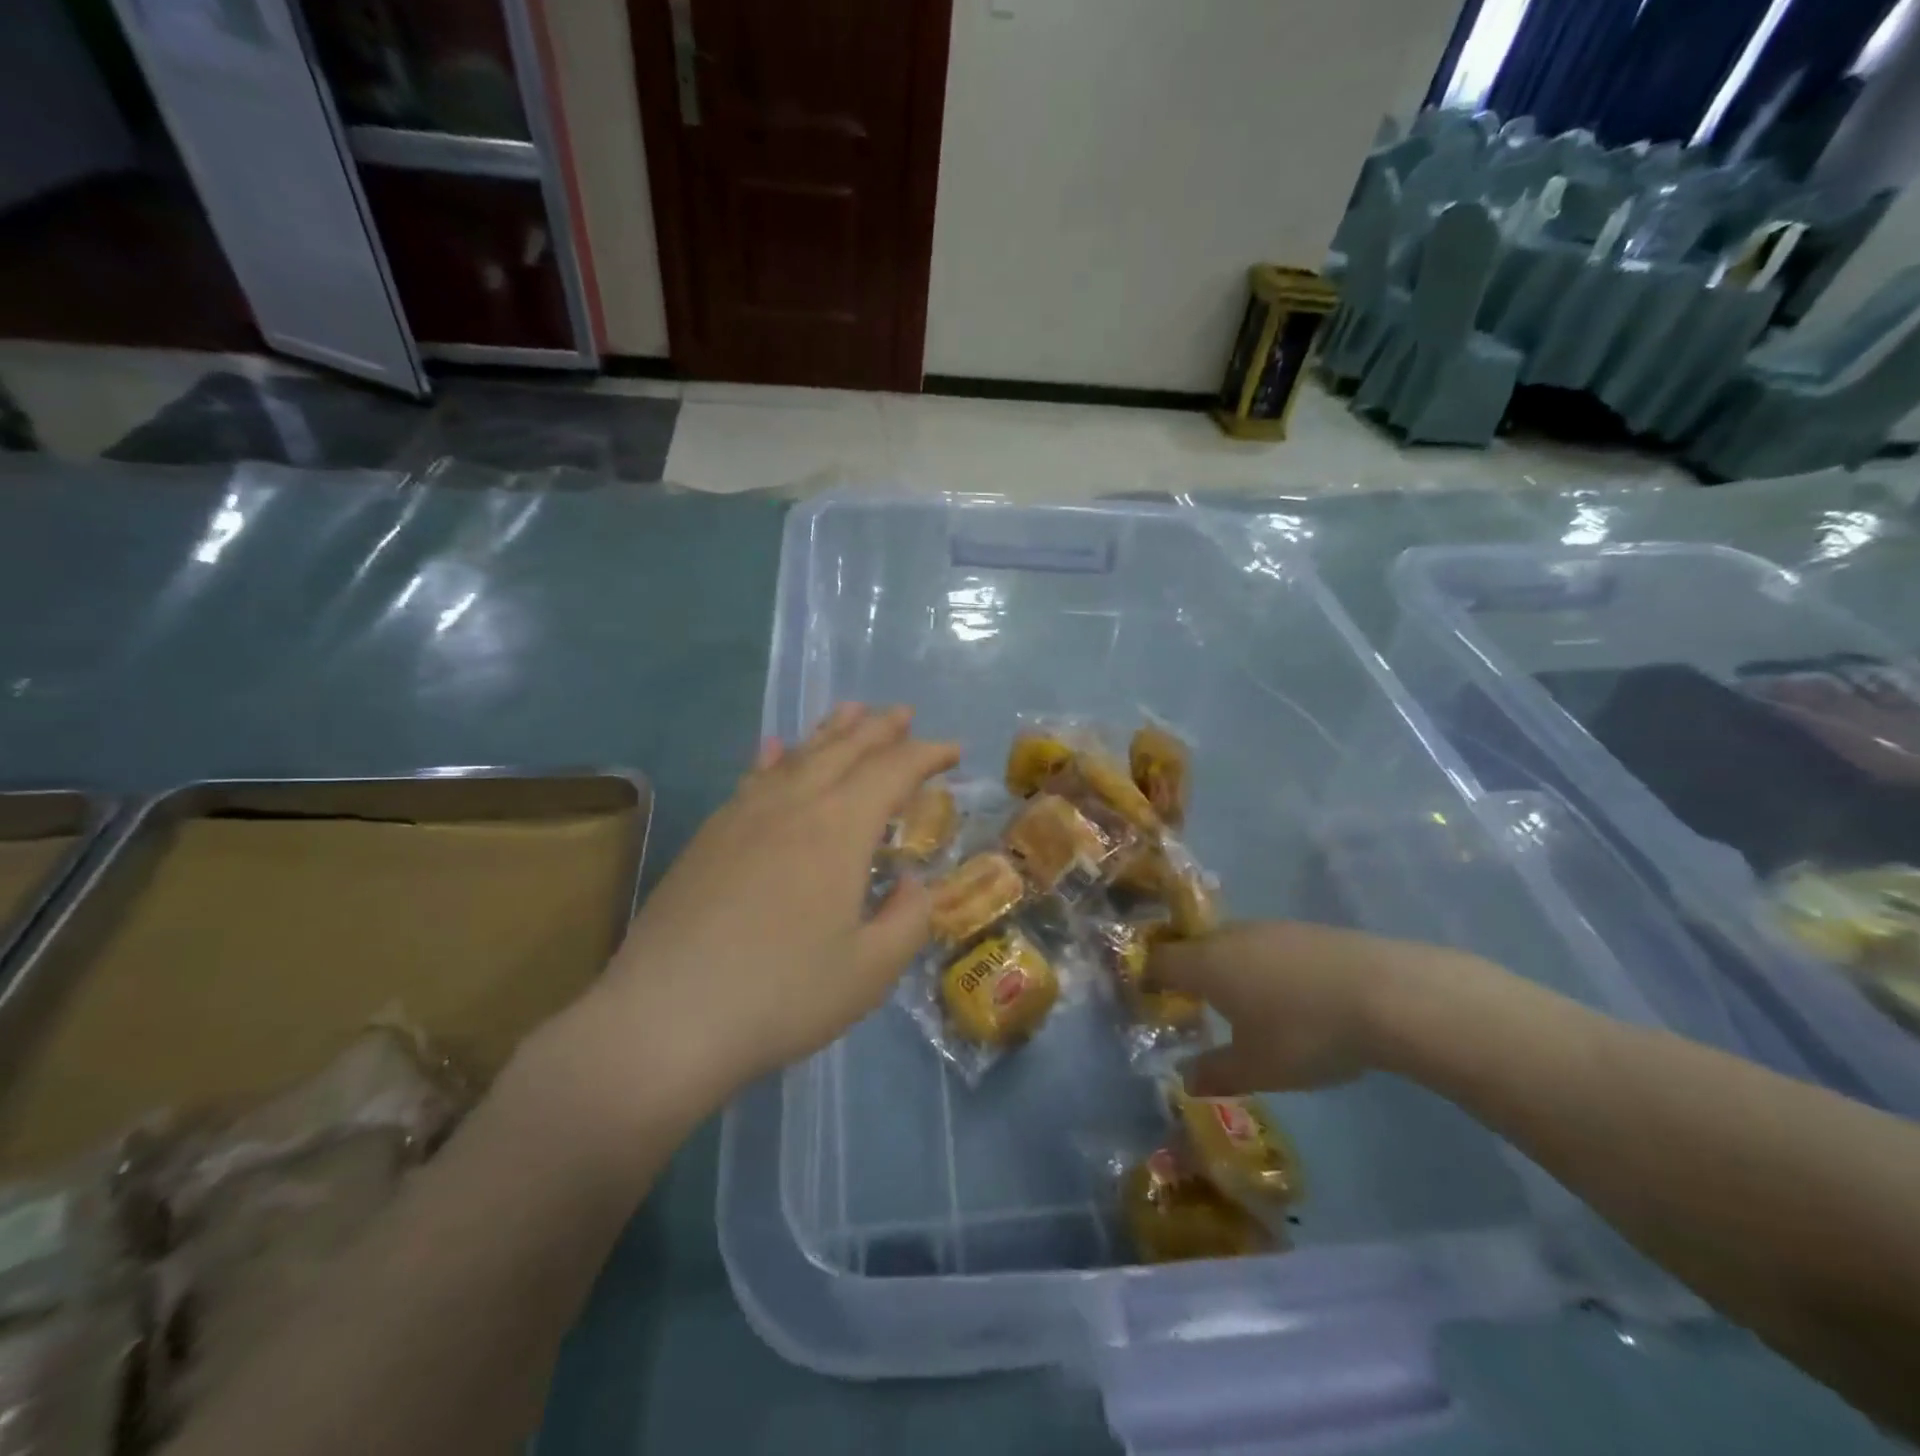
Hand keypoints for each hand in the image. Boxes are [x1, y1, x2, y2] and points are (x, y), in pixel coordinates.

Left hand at [566, 704, 958, 1123]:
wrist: (665, 1019)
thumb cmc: (782, 996)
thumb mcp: (870, 971)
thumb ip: (908, 919)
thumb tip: (912, 884)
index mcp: (839, 829)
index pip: (892, 771)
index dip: (926, 755)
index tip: (953, 751)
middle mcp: (793, 805)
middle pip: (844, 750)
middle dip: (879, 729)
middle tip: (903, 713)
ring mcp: (744, 816)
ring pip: (797, 756)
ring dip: (830, 732)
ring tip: (850, 711)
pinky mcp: (710, 836)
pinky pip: (752, 778)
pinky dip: (773, 758)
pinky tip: (773, 748)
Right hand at [1150, 921, 1484, 1095]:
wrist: (1387, 994)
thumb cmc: (1305, 1033)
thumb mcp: (1257, 1068)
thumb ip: (1215, 1073)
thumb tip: (1184, 1080)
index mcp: (1206, 963)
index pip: (1160, 960)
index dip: (1149, 977)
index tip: (1149, 998)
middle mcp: (1231, 937)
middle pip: (1195, 947)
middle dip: (1190, 973)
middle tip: (1197, 1005)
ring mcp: (1272, 929)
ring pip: (1233, 944)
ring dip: (1230, 968)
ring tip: (1245, 1004)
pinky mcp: (1308, 932)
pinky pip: (1268, 946)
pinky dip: (1265, 967)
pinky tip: (1289, 996)